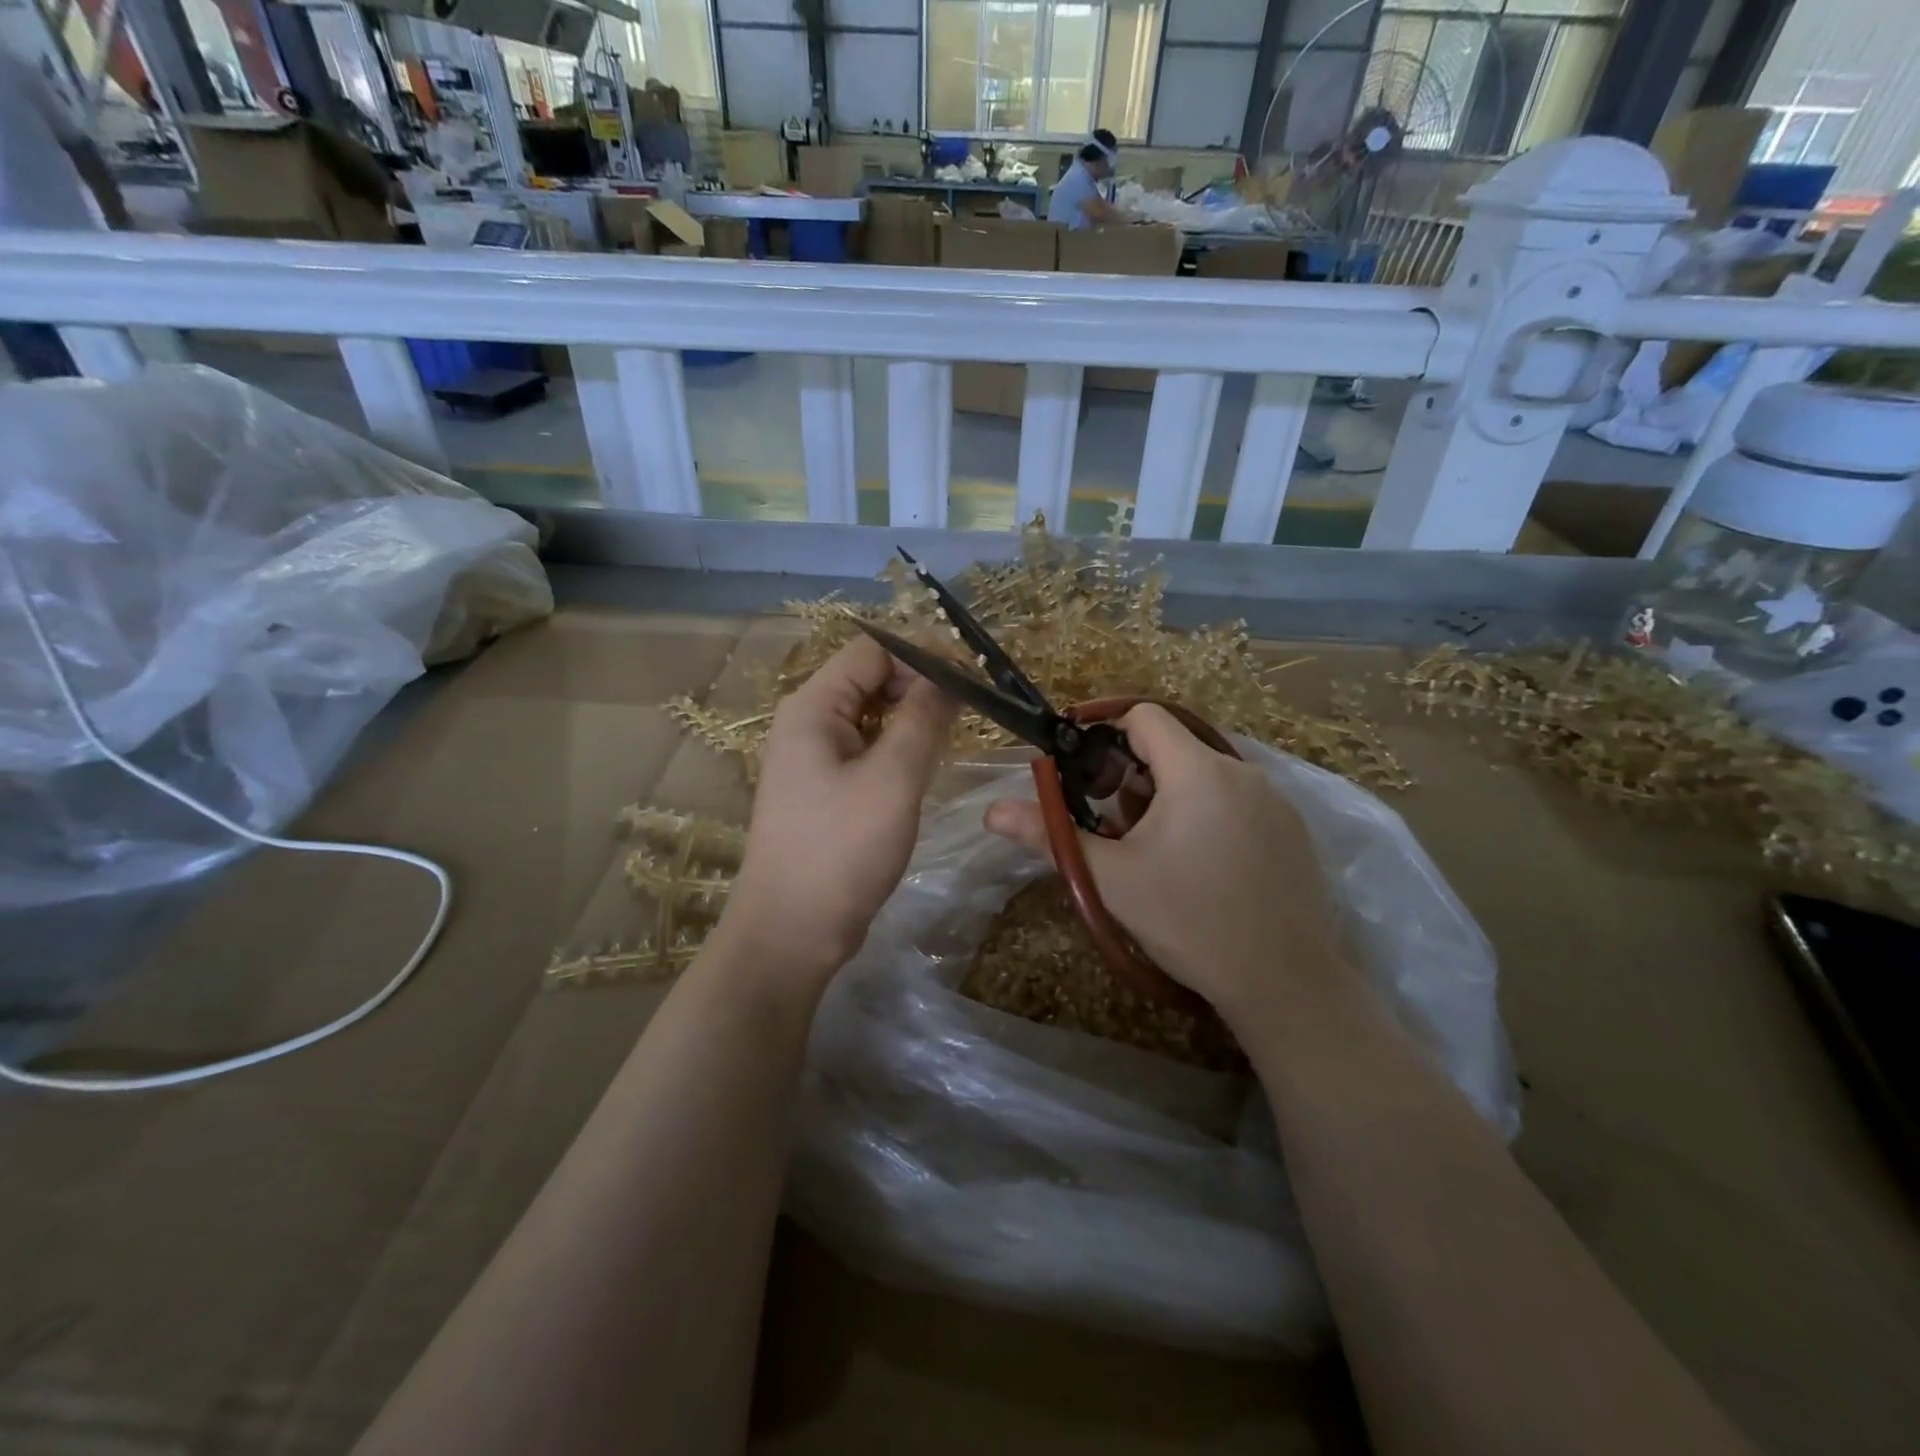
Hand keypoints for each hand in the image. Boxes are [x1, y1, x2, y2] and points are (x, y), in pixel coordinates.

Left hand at [723, 636, 954, 988]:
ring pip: (871, 716)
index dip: (923, 654)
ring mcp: (813, 758)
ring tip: (955, 732)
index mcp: (812, 706)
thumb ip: (923, 719)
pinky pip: (866, 749)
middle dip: (920, 684)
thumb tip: (950, 674)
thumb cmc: (841, 850)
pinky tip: (926, 762)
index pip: (873, 650)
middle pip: (870, 679)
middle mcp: (807, 722)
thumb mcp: (892, 779)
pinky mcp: (824, 790)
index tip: (972, 676)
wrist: (791, 932)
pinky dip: (899, 746)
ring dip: (913, 716)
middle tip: (970, 707)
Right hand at [984, 704, 1344, 1027]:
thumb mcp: (1111, 879)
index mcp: (1197, 771)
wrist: (1285, 982)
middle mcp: (1242, 771)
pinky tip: (1198, 866)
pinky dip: (1204, 813)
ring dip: (1166, 797)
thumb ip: (1050, 835)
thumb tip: (991, 812)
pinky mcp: (1292, 828)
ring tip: (1152, 851)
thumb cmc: (1190, 921)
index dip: (1104, 730)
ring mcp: (1275, 800)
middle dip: (1131, 776)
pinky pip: (1235, 799)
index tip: (1081, 769)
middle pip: (1171, 747)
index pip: (1143, 716)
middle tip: (1112, 825)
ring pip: (1203, 775)